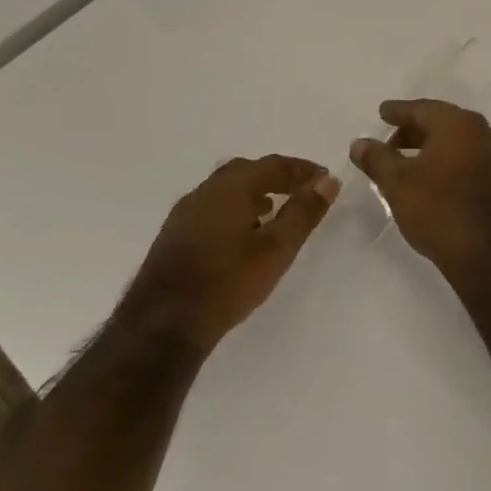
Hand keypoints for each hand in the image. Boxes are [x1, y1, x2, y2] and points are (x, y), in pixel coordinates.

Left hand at [126, 155, 339, 353]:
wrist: (162, 325)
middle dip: (278, 176)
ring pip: (227, 188)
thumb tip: (328, 181)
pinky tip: (243, 232)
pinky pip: (213, 206)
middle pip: (247, 170)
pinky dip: (236, 207)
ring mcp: (185, 212)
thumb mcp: (277, 249)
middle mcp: (205, 191)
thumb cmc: (228, 282)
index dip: (303, 169)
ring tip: (276, 210)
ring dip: (255, 191)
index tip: (325, 178)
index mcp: (231, 187)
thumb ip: (304, 212)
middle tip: (301, 190)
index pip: (274, 165)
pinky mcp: (174, 234)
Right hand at [350, 100, 490, 282]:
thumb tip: (360, 143)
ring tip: (407, 165)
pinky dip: (448, 163)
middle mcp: (482, 132)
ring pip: (457, 143)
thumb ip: (377, 159)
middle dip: (414, 131)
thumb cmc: (440, 208)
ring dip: (431, 148)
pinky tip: (433, 181)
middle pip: (442, 123)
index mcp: (458, 123)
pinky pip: (468, 160)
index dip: (398, 111)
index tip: (383, 112)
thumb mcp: (398, 183)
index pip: (422, 109)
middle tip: (390, 142)